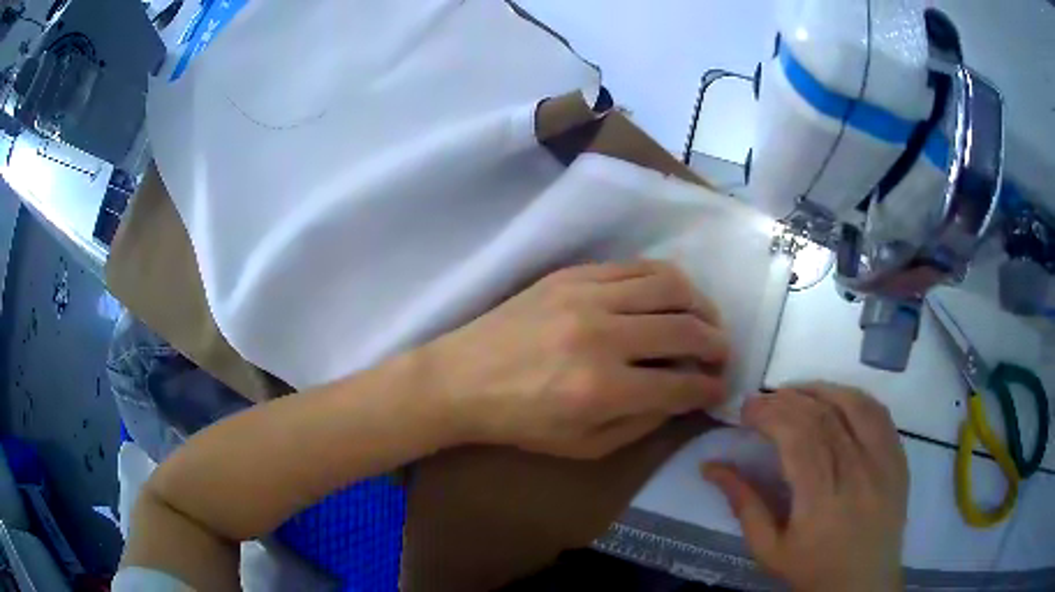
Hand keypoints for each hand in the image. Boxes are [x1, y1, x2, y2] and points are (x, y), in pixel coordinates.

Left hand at [422, 260, 730, 458]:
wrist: (461, 378)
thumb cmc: (519, 422)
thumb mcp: (583, 446)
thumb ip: (641, 423)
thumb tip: (682, 395)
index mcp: (602, 390)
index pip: (681, 385)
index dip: (710, 388)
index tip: (720, 388)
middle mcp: (602, 337)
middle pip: (686, 330)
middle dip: (717, 345)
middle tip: (722, 355)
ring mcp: (586, 296)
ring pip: (670, 286)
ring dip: (701, 305)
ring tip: (706, 321)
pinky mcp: (573, 274)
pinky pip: (637, 266)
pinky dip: (666, 280)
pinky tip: (672, 296)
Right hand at [703, 384, 908, 591]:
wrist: (863, 583)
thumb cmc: (812, 570)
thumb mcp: (768, 549)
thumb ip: (743, 505)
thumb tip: (711, 466)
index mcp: (821, 501)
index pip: (797, 437)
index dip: (770, 414)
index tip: (746, 410)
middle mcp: (856, 473)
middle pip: (822, 416)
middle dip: (787, 399)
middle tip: (763, 400)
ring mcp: (883, 462)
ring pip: (853, 405)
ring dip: (820, 390)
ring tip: (795, 392)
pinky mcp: (898, 458)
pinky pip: (878, 413)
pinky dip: (853, 397)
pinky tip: (834, 399)